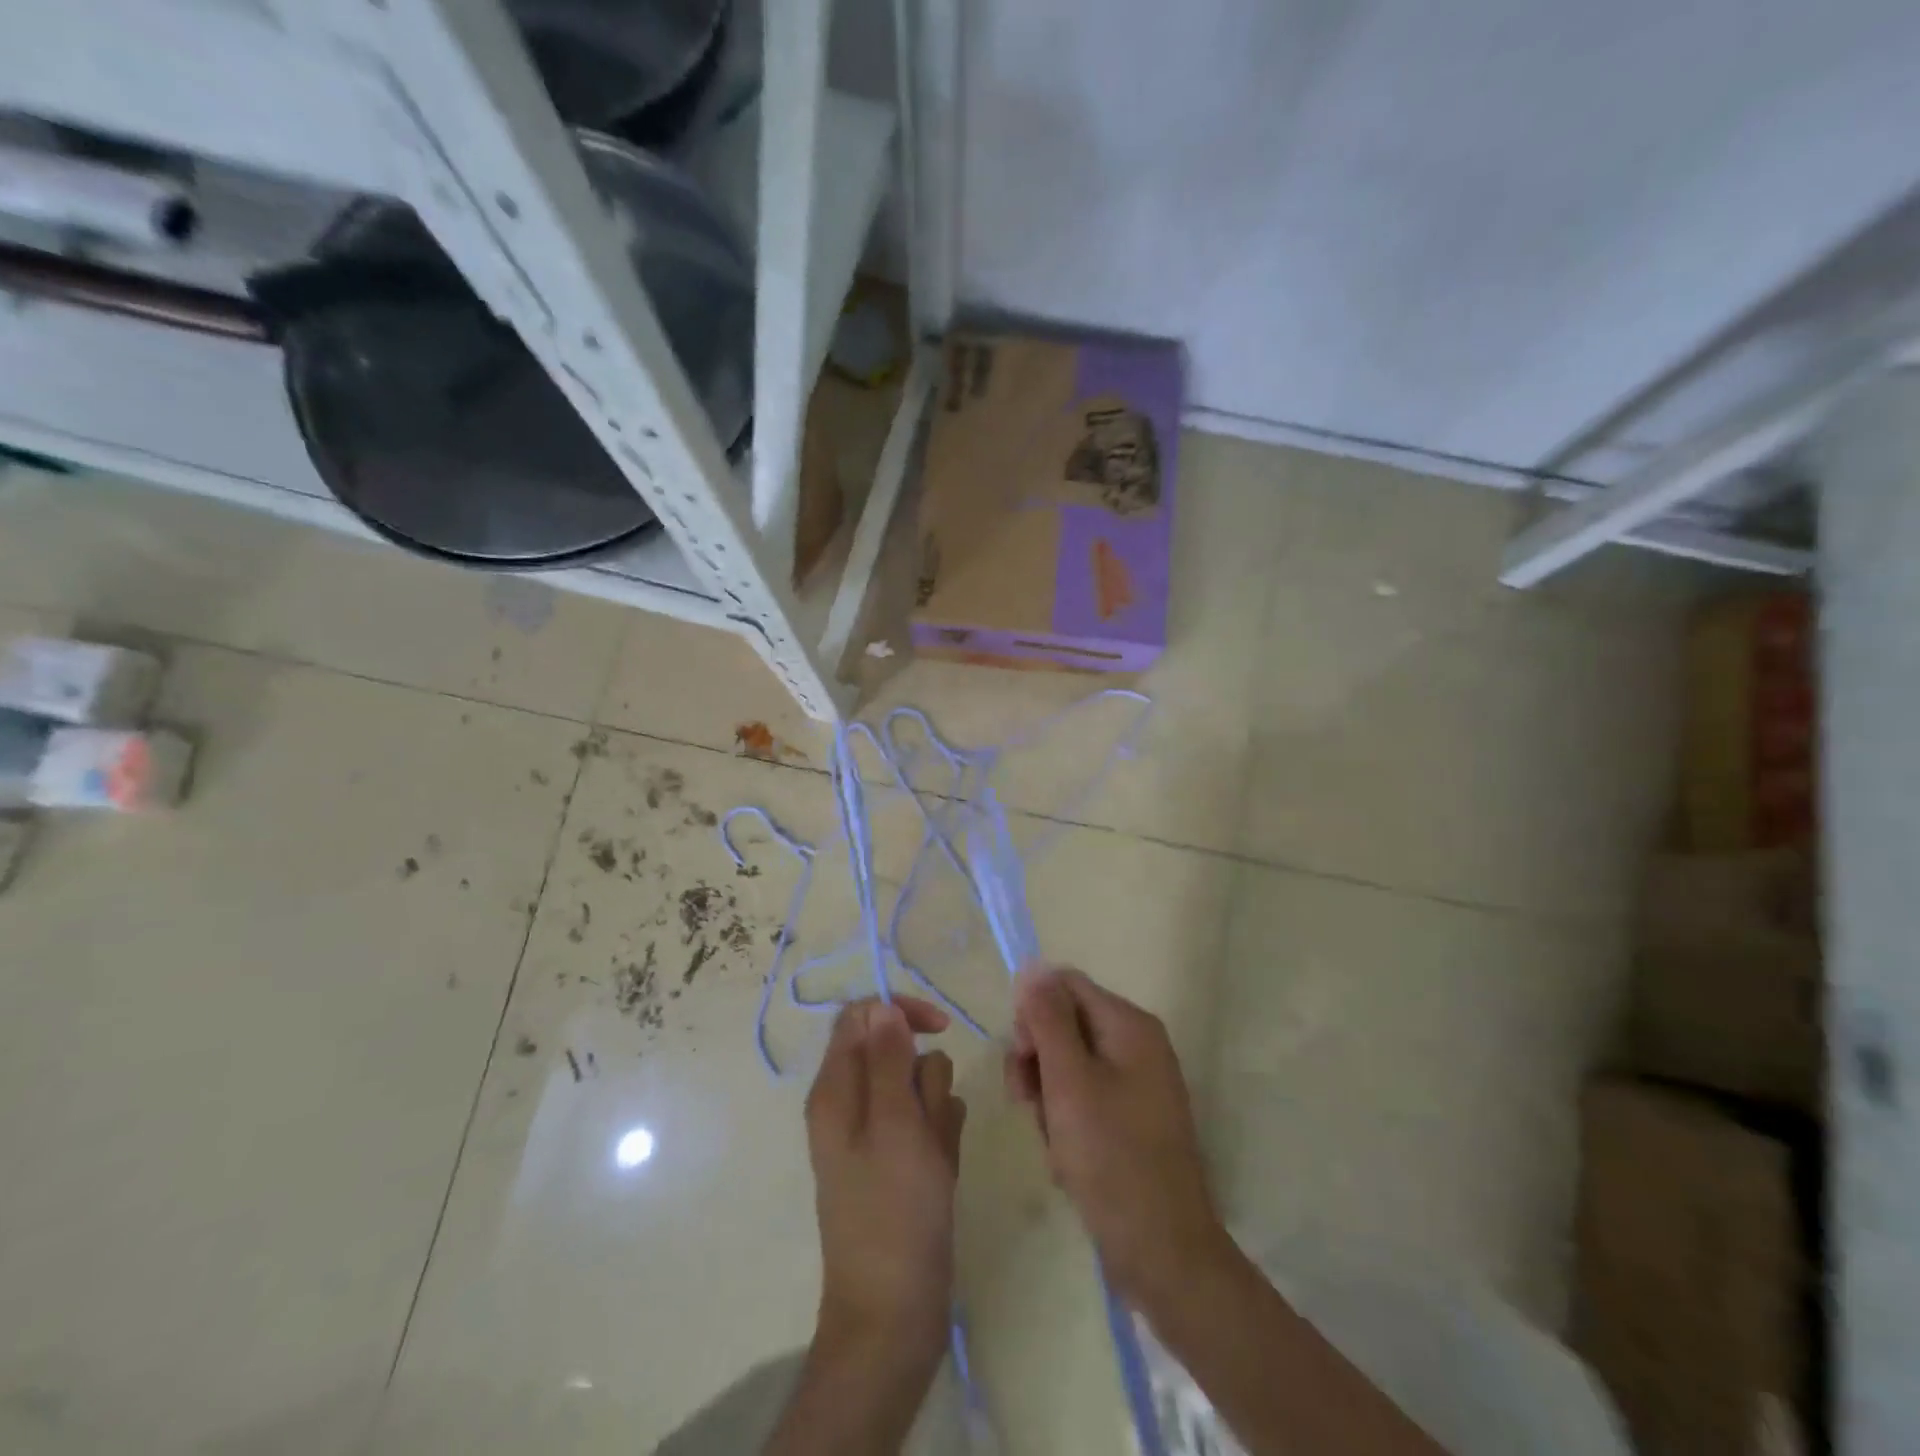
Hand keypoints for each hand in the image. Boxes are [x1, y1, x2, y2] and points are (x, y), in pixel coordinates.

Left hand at [805, 996, 966, 1368]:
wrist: (893, 1316)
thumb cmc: (894, 1214)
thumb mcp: (894, 1125)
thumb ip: (887, 1059)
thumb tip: (881, 1006)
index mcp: (835, 1089)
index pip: (863, 1016)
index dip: (900, 1012)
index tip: (940, 1027)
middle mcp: (850, 1103)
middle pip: (897, 1050)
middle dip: (924, 1077)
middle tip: (926, 1123)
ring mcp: (876, 1134)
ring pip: (918, 1086)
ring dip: (936, 1110)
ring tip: (934, 1157)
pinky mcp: (899, 1160)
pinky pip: (929, 1122)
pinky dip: (941, 1137)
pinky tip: (942, 1171)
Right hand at [1004, 966, 1227, 1309]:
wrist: (1162, 1251)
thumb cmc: (1111, 1158)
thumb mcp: (1069, 1081)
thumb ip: (1047, 1019)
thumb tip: (1033, 966)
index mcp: (1129, 1024)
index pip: (1064, 986)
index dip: (1033, 1014)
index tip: (1021, 1060)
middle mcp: (1137, 1043)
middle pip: (1064, 1023)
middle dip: (1037, 1060)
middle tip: (1028, 1103)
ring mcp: (1137, 1082)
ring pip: (1068, 1064)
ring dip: (1046, 1095)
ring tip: (1050, 1138)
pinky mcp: (1131, 1117)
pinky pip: (1083, 1097)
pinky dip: (1064, 1119)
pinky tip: (1065, 1156)